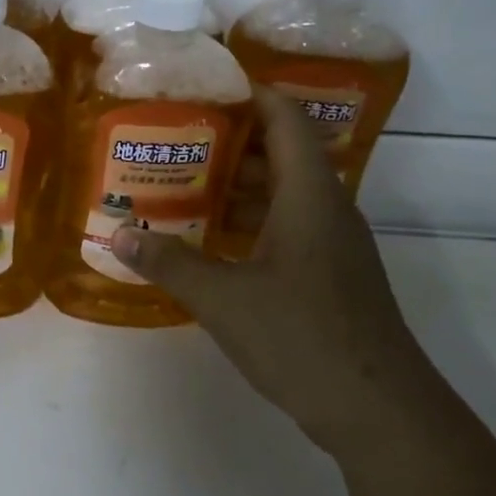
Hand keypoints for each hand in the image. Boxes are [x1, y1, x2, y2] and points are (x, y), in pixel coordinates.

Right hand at [109, 87, 431, 454]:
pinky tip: (209, 240)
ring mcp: (333, 244)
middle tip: (172, 138)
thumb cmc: (302, 337)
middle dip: (228, 142)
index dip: (250, 93)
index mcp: (309, 195)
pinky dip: (248, 222)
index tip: (204, 86)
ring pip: (282, 194)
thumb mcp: (223, 298)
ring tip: (180, 183)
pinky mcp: (330, 275)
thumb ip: (170, 263)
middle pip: (280, 153)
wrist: (377, 409)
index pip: (285, 119)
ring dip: (235, 186)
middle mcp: (327, 209)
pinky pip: (286, 227)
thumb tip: (118, 235)